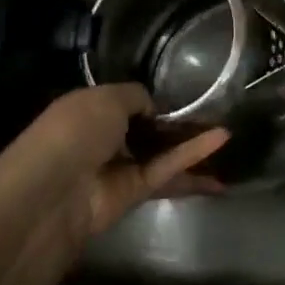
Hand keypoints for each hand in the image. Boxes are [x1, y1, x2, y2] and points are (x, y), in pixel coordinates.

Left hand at [19, 84, 228, 241]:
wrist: (55, 190)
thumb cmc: (75, 130)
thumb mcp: (107, 97)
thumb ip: (136, 96)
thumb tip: (152, 107)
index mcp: (89, 110)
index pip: (125, 102)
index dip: (151, 99)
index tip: (182, 92)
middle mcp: (104, 138)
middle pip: (148, 129)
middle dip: (176, 123)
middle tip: (213, 111)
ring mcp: (120, 167)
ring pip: (162, 152)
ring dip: (192, 143)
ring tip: (230, 130)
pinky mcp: (135, 192)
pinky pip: (167, 169)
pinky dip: (193, 155)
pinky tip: (221, 139)